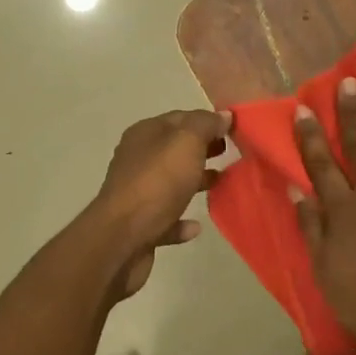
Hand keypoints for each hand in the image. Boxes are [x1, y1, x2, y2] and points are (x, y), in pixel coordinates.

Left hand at [88, 108, 231, 299]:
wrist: (121, 239)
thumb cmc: (157, 182)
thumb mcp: (187, 142)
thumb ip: (206, 125)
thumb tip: (223, 115)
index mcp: (145, 134)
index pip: (181, 118)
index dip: (208, 121)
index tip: (234, 130)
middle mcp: (138, 159)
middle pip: (176, 149)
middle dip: (204, 149)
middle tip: (231, 154)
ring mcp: (137, 193)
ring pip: (172, 182)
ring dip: (196, 182)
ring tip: (222, 184)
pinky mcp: (139, 226)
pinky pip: (166, 218)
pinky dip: (181, 220)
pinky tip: (196, 226)